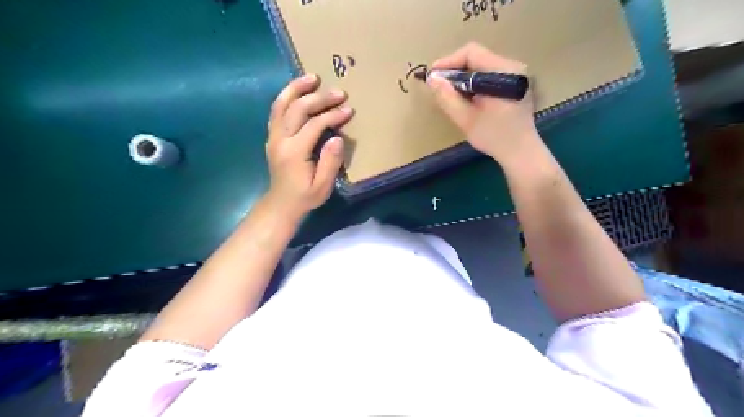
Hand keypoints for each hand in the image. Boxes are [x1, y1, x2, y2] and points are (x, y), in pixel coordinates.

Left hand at [263, 73, 351, 218]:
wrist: (281, 203)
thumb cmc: (305, 196)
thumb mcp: (323, 186)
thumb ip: (330, 162)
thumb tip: (337, 138)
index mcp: (294, 152)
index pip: (314, 125)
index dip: (333, 115)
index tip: (348, 110)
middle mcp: (280, 139)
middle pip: (298, 109)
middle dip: (319, 98)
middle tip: (338, 92)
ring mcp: (273, 136)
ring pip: (281, 104)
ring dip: (296, 88)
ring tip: (312, 77)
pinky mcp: (272, 136)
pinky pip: (276, 110)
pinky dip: (286, 97)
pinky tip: (297, 90)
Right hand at [431, 43, 540, 165]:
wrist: (520, 152)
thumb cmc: (494, 137)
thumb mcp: (466, 118)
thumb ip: (447, 97)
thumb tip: (432, 79)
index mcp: (503, 71)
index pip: (471, 53)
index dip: (449, 62)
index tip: (433, 76)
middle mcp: (512, 67)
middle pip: (477, 58)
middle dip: (455, 71)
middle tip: (439, 87)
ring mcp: (515, 75)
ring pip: (481, 67)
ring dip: (463, 78)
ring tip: (450, 94)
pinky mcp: (514, 84)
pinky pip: (489, 76)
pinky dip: (474, 83)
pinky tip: (466, 98)